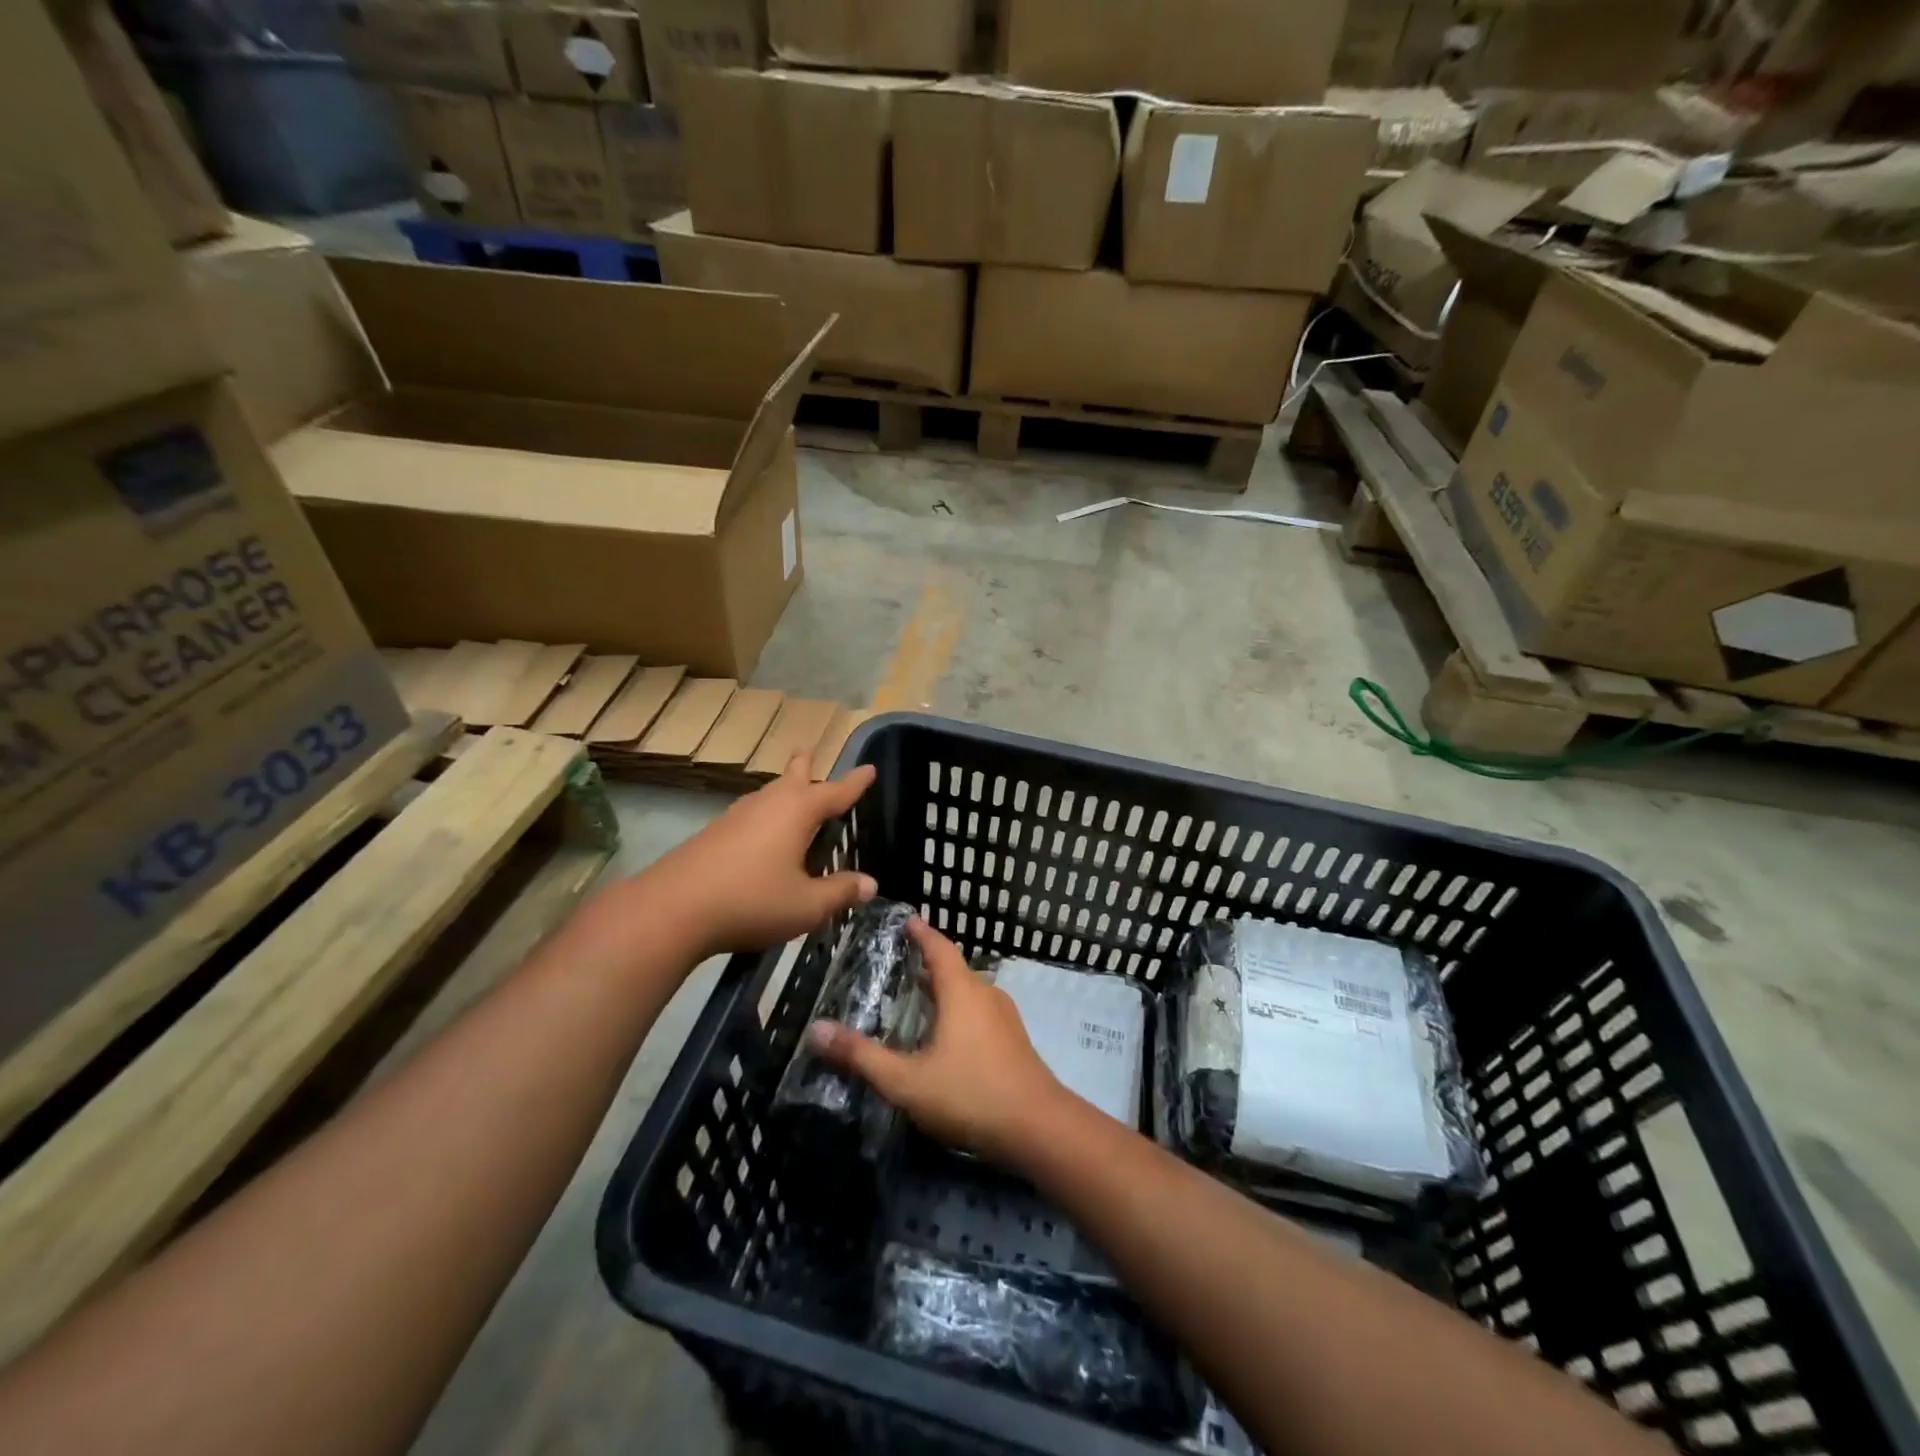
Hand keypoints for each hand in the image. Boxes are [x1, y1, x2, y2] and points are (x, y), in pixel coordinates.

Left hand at [641, 754, 877, 959]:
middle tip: (809, 751)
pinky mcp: (713, 834)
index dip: (855, 783)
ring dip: (782, 789)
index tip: (869, 769)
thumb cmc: (751, 901)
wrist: (672, 909)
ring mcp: (736, 816)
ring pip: (767, 794)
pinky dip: (764, 814)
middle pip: (792, 777)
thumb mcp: (806, 905)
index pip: (835, 792)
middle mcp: (768, 804)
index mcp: (797, 812)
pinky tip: (760, 834)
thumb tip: (870, 884)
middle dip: (805, 766)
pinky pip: (750, 814)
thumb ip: (840, 892)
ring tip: (790, 792)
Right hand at [807, 918, 1066, 1165]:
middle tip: (900, 970)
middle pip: (954, 970)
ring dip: (946, 992)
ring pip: (970, 993)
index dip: (922, 934)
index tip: (907, 921)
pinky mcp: (1016, 1042)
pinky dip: (960, 1013)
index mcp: (962, 991)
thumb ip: (861, 1056)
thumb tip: (815, 1030)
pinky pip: (981, 1013)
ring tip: (919, 1004)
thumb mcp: (906, 1080)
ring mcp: (1006, 1018)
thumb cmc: (969, 1094)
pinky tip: (948, 1039)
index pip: (940, 948)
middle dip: (928, 968)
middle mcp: (987, 994)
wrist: (1038, 1128)